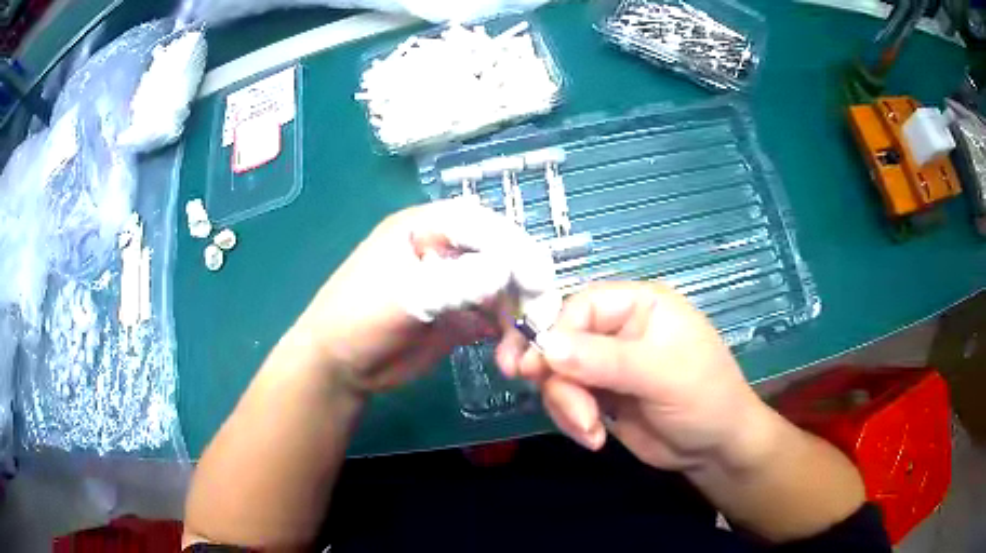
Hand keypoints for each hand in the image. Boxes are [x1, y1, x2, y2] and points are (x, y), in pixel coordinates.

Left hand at [292, 199, 555, 394]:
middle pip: (503, 256)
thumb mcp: (403, 296)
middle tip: (538, 322)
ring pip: (505, 291)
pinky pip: (496, 319)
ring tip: (517, 355)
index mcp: (427, 227)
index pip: (484, 226)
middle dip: (524, 288)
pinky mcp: (461, 315)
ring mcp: (456, 282)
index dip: (516, 249)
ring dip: (518, 320)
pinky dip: (508, 336)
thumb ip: (454, 282)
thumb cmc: (358, 319)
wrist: (341, 366)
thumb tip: (507, 273)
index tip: (538, 282)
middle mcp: (447, 249)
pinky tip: (508, 357)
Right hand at [496, 282, 778, 472]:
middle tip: (558, 406)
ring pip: (558, 374)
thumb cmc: (703, 397)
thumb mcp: (660, 374)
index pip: (580, 306)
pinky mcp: (600, 395)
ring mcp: (607, 364)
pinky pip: (566, 399)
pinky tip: (594, 437)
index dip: (552, 333)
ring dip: (566, 406)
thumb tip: (545, 347)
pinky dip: (571, 419)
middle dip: (557, 379)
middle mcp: (618, 329)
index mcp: (639, 305)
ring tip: (590, 431)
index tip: (531, 368)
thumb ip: (603, 360)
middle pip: (561, 342)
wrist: (714, 449)